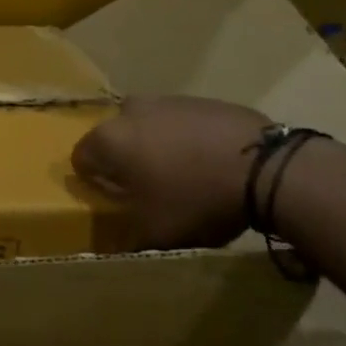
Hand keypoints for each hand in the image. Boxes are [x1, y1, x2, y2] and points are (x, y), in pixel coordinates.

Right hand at [72, 95, 271, 249]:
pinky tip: (210, 164)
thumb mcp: (157, 232)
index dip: (92, 180)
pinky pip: (182, 123)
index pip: (81, 157)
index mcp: (109, 139)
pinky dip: (188, 140)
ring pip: (149, 127)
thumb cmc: (195, 199)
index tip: (112, 200)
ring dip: (157, 147)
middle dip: (126, 160)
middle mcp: (129, 111)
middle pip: (115, 138)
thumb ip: (128, 236)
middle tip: (148, 188)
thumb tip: (117, 245)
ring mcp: (167, 100)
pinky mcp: (201, 100)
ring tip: (184, 177)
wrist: (264, 167)